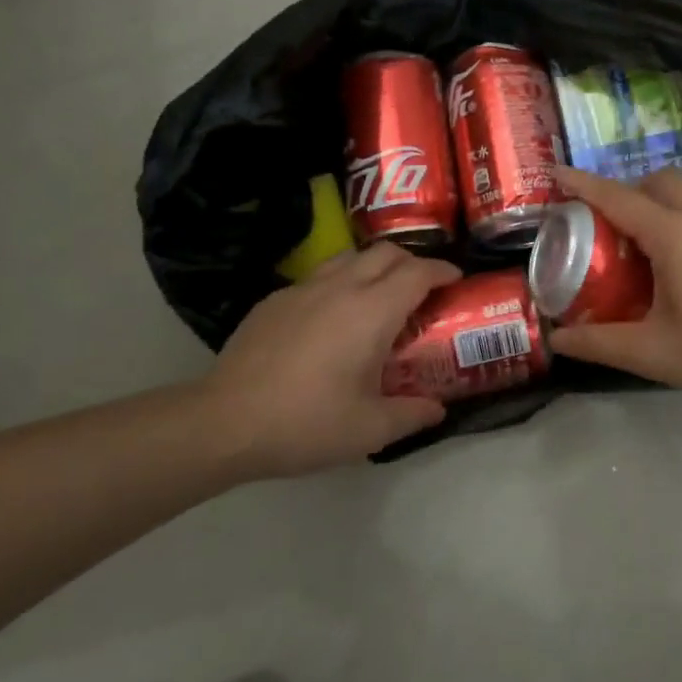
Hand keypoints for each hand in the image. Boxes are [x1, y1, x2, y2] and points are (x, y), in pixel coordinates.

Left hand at [203, 244, 461, 477]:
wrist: (224, 421)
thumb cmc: (306, 423)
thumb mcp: (369, 429)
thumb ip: (412, 414)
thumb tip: (438, 409)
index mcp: (371, 311)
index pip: (417, 272)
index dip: (442, 270)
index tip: (456, 279)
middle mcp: (340, 287)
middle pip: (386, 252)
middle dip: (412, 261)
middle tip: (423, 288)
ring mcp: (303, 289)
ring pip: (350, 257)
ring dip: (375, 267)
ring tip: (381, 296)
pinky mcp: (275, 300)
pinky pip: (319, 277)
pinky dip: (340, 283)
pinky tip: (333, 319)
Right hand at [548, 166, 681, 412]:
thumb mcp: (655, 353)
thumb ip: (600, 344)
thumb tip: (555, 340)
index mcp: (672, 235)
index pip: (615, 197)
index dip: (582, 184)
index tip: (558, 173)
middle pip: (658, 180)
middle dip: (632, 192)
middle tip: (621, 228)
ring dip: (674, 196)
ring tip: (669, 230)